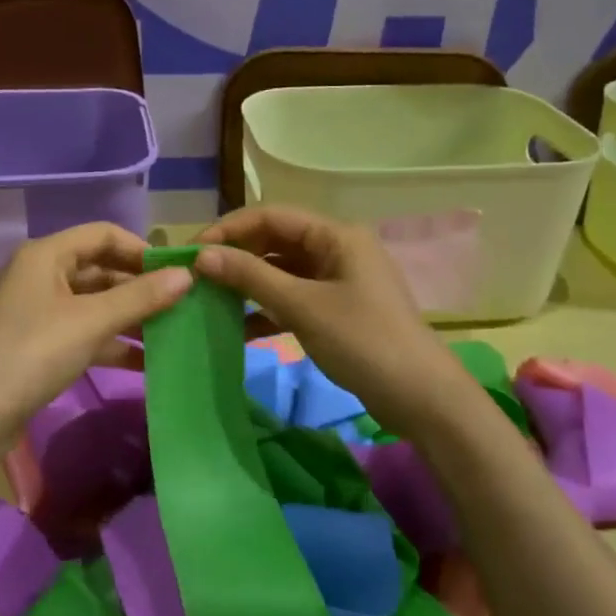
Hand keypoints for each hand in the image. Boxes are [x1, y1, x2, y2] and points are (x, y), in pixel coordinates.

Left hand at [0, 223, 190, 463]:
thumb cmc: (34, 352)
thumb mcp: (92, 321)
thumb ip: (141, 297)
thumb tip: (187, 275)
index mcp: (46, 255)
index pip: (103, 234)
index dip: (141, 249)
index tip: (177, 272)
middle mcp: (40, 275)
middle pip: (99, 268)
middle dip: (139, 286)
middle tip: (180, 304)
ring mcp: (38, 311)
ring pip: (93, 303)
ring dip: (129, 316)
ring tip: (171, 333)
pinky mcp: (39, 344)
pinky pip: (83, 331)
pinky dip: (111, 341)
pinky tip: (145, 361)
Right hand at [194, 205, 463, 427]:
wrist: (422, 399)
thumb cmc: (364, 341)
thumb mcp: (303, 307)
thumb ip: (251, 277)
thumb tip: (202, 255)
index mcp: (336, 235)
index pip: (272, 216)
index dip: (229, 229)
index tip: (193, 250)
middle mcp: (337, 249)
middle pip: (276, 241)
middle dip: (237, 257)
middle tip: (197, 277)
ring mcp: (338, 281)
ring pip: (282, 272)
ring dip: (249, 284)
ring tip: (210, 300)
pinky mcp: (337, 311)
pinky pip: (293, 299)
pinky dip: (267, 309)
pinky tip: (239, 328)